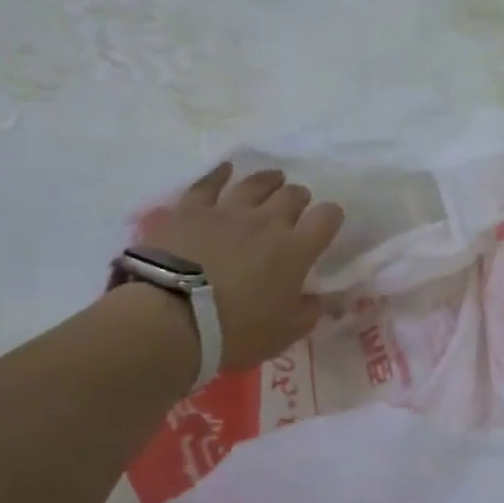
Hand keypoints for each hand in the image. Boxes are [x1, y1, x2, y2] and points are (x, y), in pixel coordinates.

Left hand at [145, 162, 343, 371]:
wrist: (172, 318)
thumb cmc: (236, 331)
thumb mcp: (284, 333)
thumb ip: (309, 312)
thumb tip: (324, 299)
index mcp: (296, 250)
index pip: (326, 218)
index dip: (331, 217)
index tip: (328, 223)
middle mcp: (267, 222)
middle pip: (292, 196)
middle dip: (299, 198)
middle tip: (296, 206)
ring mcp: (228, 211)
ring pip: (256, 184)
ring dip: (269, 181)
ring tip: (274, 179)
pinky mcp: (191, 210)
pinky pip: (209, 184)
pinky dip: (220, 174)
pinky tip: (226, 169)